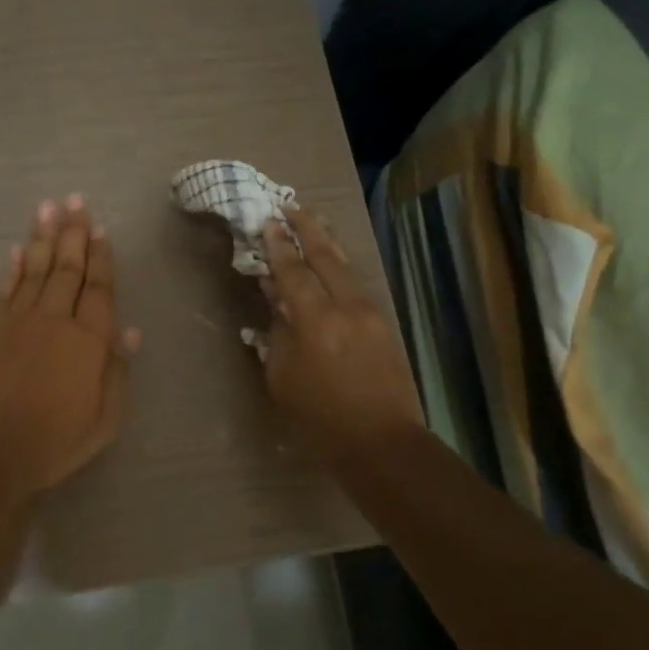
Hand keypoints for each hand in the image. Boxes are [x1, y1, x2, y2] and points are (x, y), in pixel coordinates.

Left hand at [0, 195, 137, 504]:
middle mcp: (55, 319)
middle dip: (74, 233)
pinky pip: (6, 288)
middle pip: (68, 269)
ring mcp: (19, 320)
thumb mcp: (103, 419)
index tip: (101, 229)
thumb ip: (116, 371)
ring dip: (44, 237)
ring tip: (49, 207)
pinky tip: (19, 248)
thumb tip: (129, 331)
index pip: (99, 288)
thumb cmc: (54, 440)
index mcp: (89, 340)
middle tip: (76, 201)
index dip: (101, 257)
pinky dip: (14, 266)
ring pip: (37, 270)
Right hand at [259, 207, 423, 466]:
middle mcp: (346, 307)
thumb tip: (275, 303)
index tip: (266, 223)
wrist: (382, 443)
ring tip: (312, 223)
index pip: (292, 271)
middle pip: (325, 255)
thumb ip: (277, 336)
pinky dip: (338, 269)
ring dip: (326, 243)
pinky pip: (354, 287)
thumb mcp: (283, 379)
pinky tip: (330, 267)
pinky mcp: (382, 326)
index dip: (277, 246)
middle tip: (289, 206)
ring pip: (345, 267)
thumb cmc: (321, 418)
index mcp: (315, 320)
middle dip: (305, 228)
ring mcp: (369, 314)